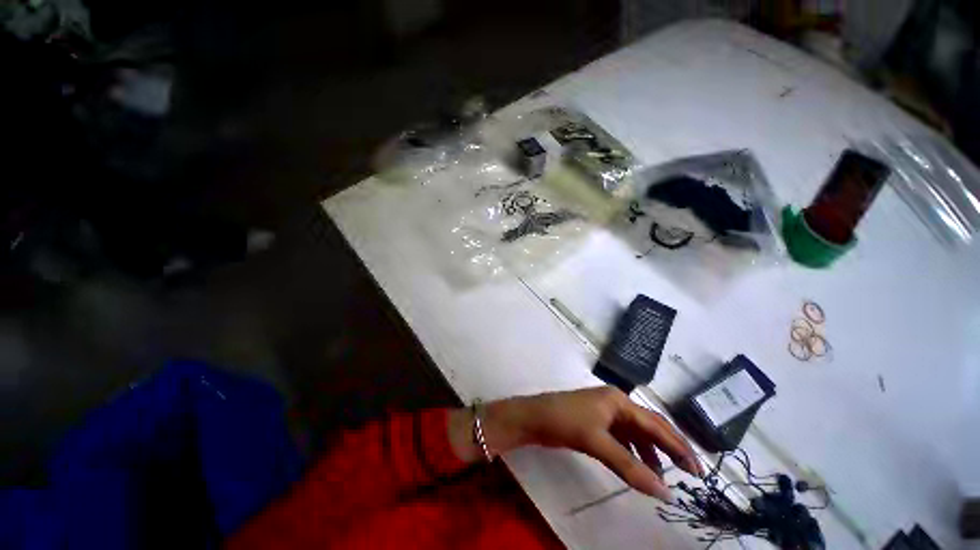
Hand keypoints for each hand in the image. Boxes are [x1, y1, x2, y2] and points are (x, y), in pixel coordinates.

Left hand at [448, 386, 702, 501]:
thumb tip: (665, 493)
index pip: (656, 424)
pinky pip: (622, 440)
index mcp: (619, 400)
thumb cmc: (566, 421)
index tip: (698, 470)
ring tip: (663, 478)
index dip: (679, 446)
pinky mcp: (596, 424)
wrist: (535, 417)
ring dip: (650, 455)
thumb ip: (630, 467)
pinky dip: (633, 454)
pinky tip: (638, 468)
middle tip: (689, 475)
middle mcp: (616, 404)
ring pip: (636, 435)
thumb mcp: (598, 442)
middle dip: (669, 449)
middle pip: (649, 427)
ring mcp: (605, 413)